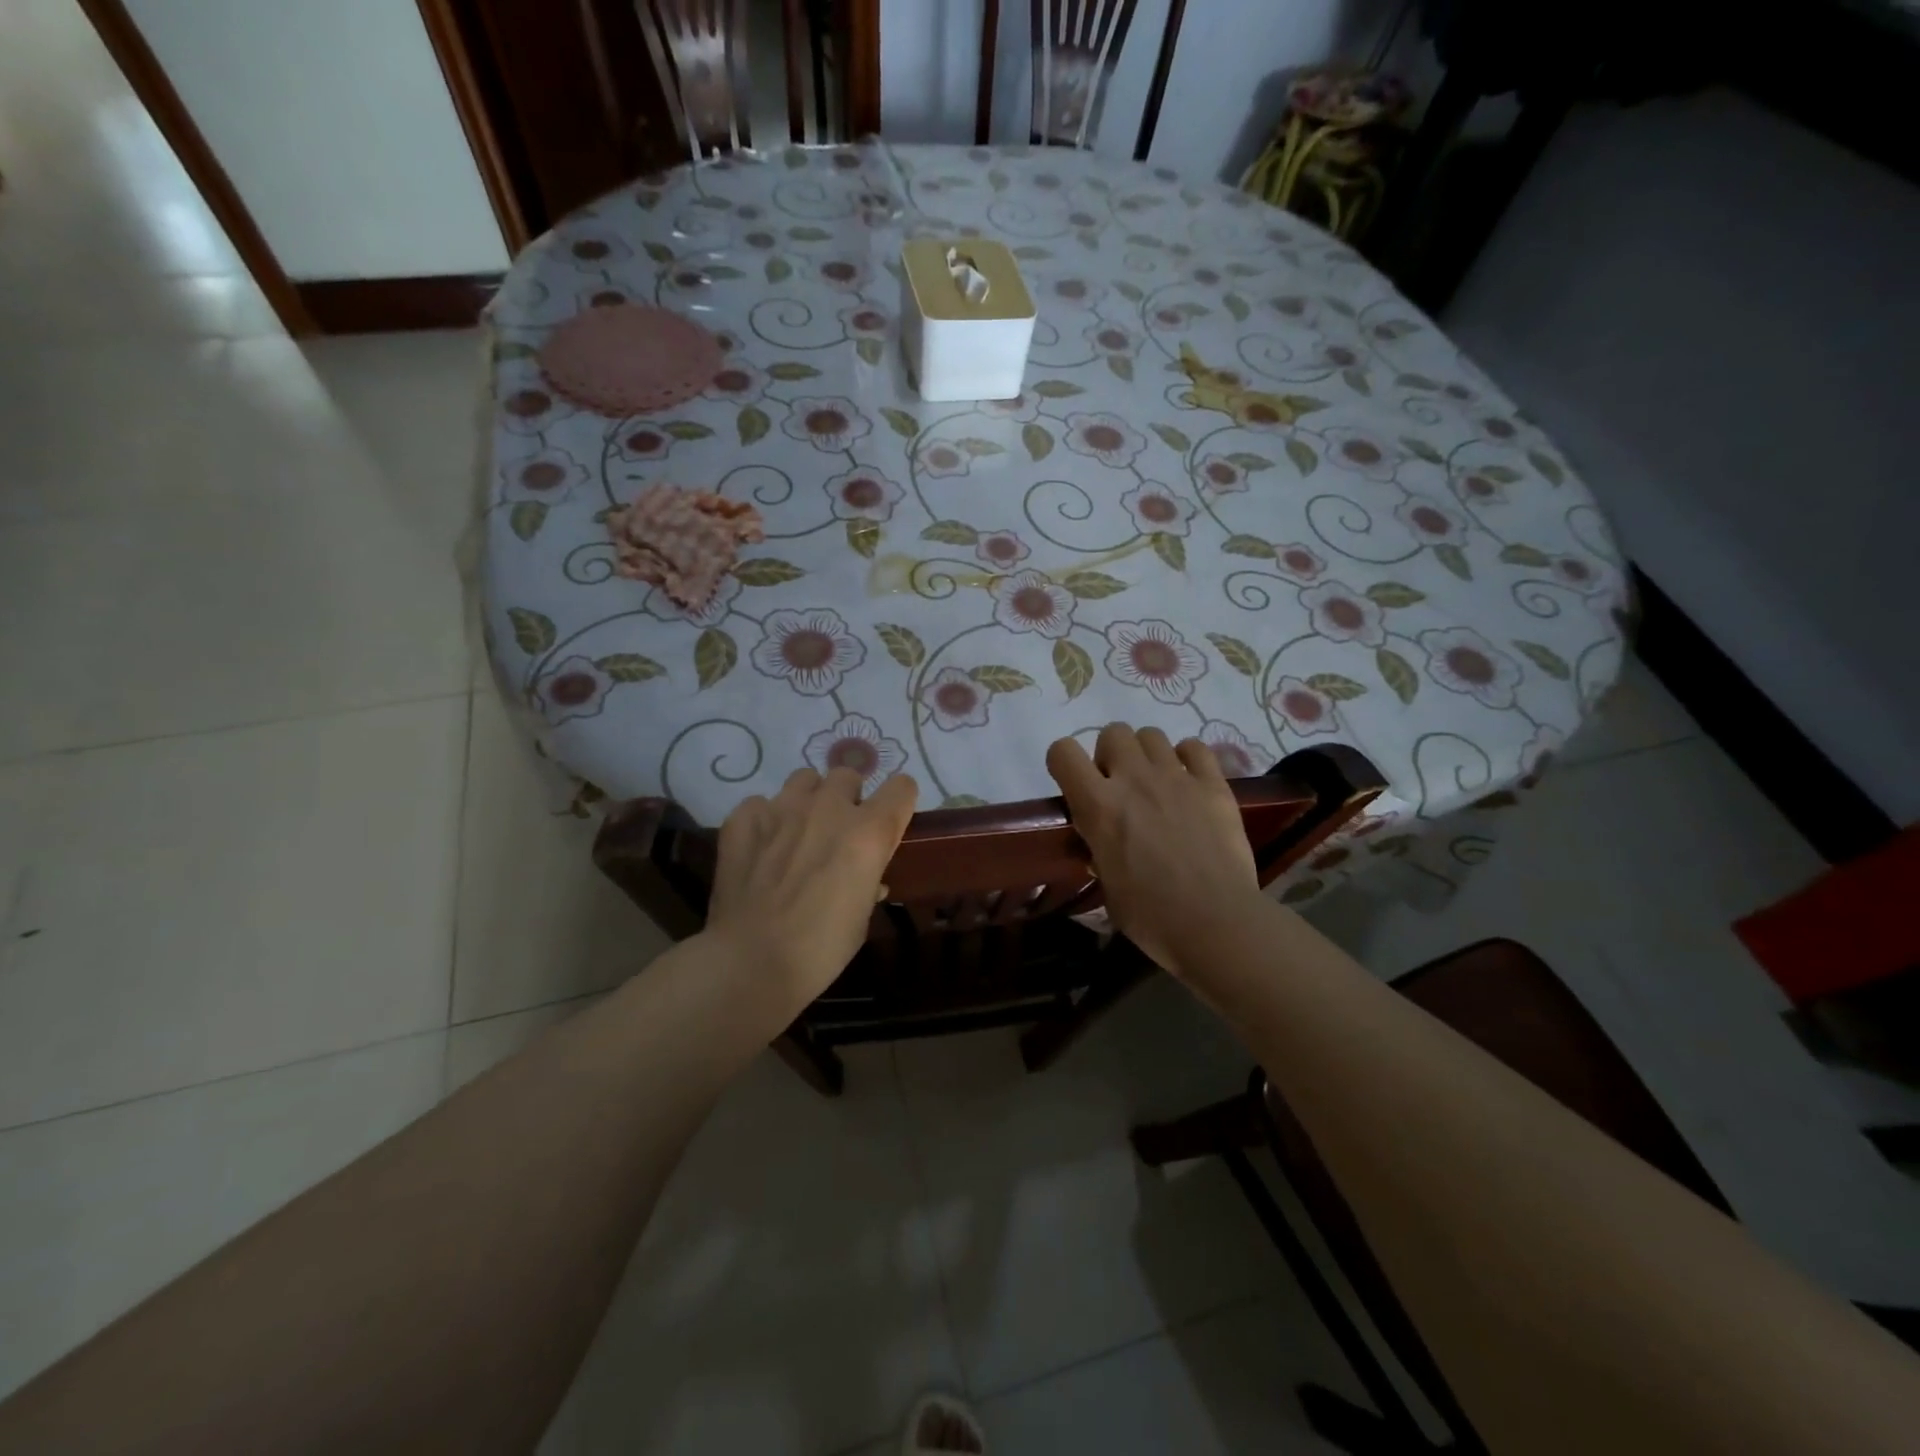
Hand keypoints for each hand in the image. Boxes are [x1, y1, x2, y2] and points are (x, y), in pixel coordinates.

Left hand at [705, 766, 917, 1023]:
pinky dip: (764, 821)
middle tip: (838, 831)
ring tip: (798, 831)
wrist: (751, 962)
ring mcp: (782, 808)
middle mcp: (829, 808)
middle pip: (848, 775)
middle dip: (848, 798)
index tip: (890, 821)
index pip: (901, 787)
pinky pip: (760, 804)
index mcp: (868, 832)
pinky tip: (760, 848)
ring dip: (808, 800)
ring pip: (804, 779)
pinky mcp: (743, 818)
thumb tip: (868, 879)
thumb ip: (868, 882)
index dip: (898, 802)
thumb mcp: (863, 916)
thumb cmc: (821, 948)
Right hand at [1047, 724, 1260, 980]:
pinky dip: (1187, 758)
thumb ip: (1099, 854)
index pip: (1063, 752)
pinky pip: (1195, 747)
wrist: (1217, 924)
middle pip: (1113, 732)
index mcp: (1098, 806)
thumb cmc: (1152, 917)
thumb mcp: (1107, 887)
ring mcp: (1177, 778)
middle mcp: (1134, 780)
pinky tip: (1189, 781)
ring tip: (1155, 783)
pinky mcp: (1213, 785)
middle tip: (1119, 786)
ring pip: (1152, 734)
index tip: (1073, 784)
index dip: (1063, 763)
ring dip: (1146, 754)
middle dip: (1110, 754)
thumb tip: (1101, 846)